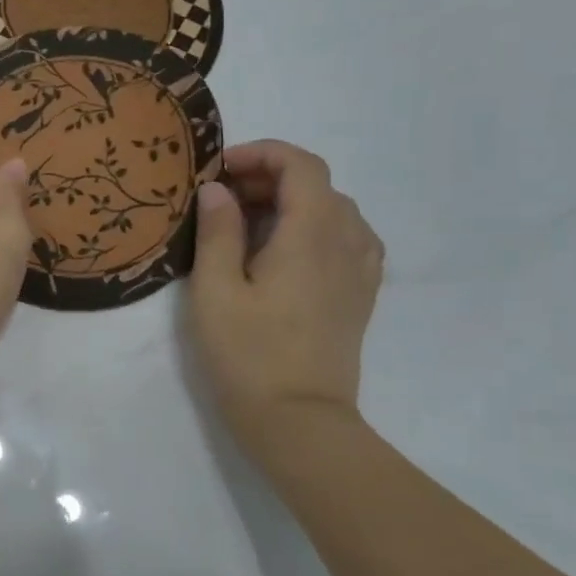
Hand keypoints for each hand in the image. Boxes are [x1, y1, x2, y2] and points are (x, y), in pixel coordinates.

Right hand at [187, 140, 384, 436]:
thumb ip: (217, 231)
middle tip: (222, 199)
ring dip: (292, 202)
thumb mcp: (215, 290)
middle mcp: (346, 241)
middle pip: (318, 184)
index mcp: (311, 234)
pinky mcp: (360, 294)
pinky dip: (316, 227)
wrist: (299, 421)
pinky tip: (286, 251)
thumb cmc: (248, 354)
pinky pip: (348, 238)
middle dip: (269, 177)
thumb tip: (217, 190)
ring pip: (335, 209)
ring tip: (249, 224)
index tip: (220, 171)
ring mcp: (360, 269)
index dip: (261, 154)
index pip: (301, 165)